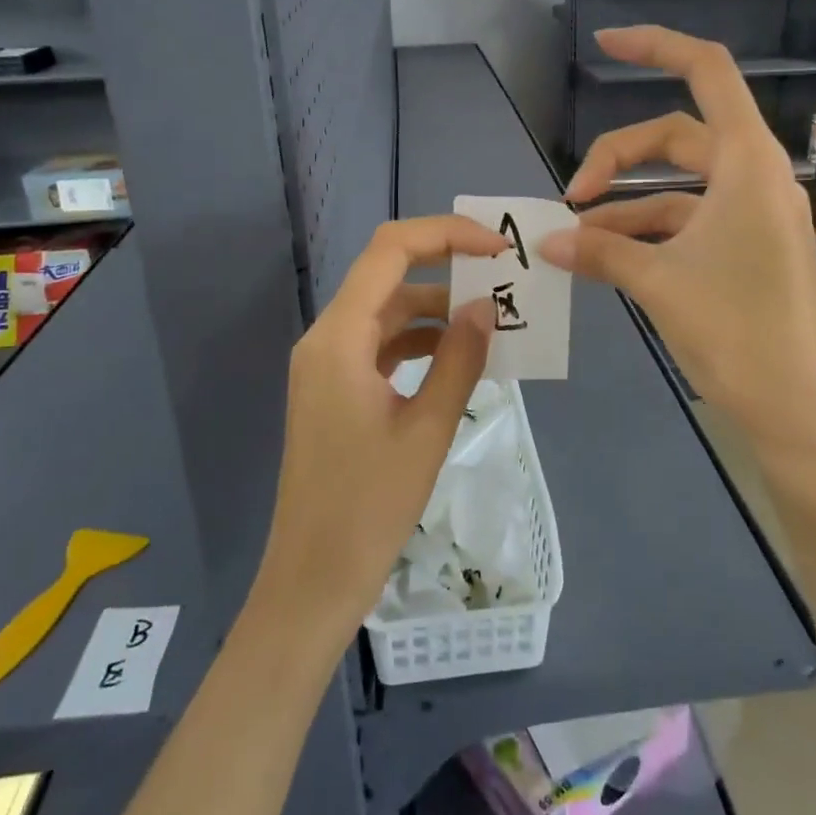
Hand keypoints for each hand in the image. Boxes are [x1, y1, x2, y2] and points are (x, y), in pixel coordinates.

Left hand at [255, 217, 504, 649]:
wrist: (313, 579)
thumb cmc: (370, 506)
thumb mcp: (427, 428)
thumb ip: (459, 358)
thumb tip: (484, 306)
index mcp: (339, 338)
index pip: (390, 251)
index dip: (446, 235)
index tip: (496, 249)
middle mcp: (326, 339)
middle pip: (387, 275)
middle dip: (446, 267)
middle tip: (502, 278)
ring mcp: (328, 365)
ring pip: (387, 312)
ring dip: (436, 309)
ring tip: (492, 320)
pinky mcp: (336, 390)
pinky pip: (382, 346)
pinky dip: (420, 342)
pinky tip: (460, 357)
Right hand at [539, 26, 815, 457]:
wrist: (795, 409)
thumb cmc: (736, 332)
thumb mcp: (658, 283)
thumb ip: (601, 251)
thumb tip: (550, 239)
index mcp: (748, 164)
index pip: (707, 73)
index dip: (656, 47)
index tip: (603, 45)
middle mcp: (756, 177)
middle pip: (677, 136)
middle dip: (618, 156)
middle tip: (571, 194)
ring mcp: (755, 215)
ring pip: (679, 186)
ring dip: (627, 203)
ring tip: (575, 235)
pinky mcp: (749, 249)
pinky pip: (690, 222)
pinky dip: (649, 232)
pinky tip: (607, 258)